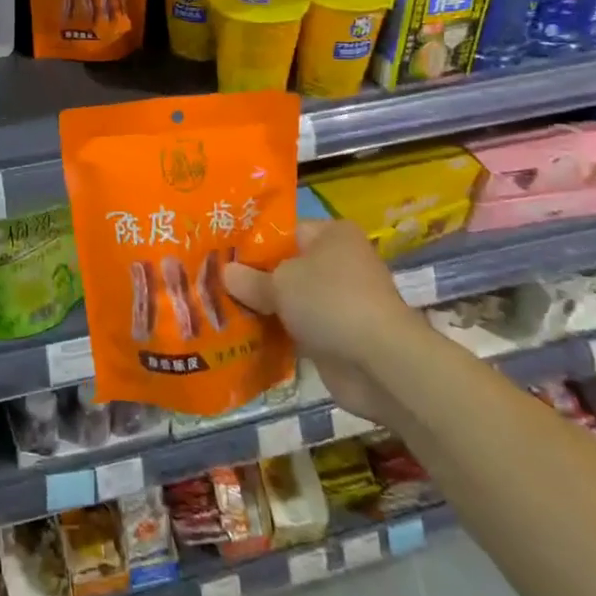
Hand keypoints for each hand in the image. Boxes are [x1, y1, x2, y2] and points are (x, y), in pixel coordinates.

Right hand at [224, 219, 425, 421]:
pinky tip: (245, 338)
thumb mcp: (280, 284)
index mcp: (331, 235)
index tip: (220, 256)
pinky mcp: (339, 336)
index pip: (283, 231)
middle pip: (286, 267)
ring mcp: (341, 302)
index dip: (251, 243)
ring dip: (266, 309)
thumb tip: (225, 273)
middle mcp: (339, 263)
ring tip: (221, 310)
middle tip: (214, 284)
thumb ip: (250, 279)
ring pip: (292, 300)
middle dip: (255, 279)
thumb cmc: (330, 302)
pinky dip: (279, 334)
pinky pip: (300, 329)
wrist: (381, 364)